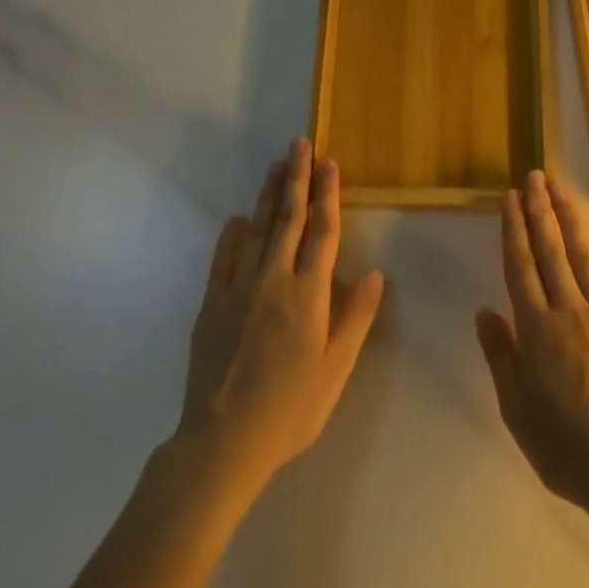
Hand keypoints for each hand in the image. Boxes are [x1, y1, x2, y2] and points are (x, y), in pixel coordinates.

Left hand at [176, 139, 384, 496]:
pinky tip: (237, 220)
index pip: (323, 232)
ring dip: (268, 196)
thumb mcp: (335, 370)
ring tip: (276, 165)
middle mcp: (274, 280)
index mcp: (308, 294)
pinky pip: (223, 259)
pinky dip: (232, 235)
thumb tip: (375, 274)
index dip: (328, 194)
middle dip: (297, 179)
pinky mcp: (212, 305)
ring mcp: (239, 289)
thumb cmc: (290, 409)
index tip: (331, 163)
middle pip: (288, 219)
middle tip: (300, 144)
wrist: (222, 443)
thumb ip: (355, 319)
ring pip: (257, 230)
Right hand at [476, 171, 588, 512]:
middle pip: (550, 250)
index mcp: (537, 329)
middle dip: (540, 210)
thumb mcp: (516, 410)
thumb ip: (501, 356)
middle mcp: (569, 310)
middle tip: (534, 177)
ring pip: (584, 256)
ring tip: (561, 189)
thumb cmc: (564, 446)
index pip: (520, 266)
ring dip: (570, 220)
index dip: (513, 229)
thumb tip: (484, 311)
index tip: (509, 198)